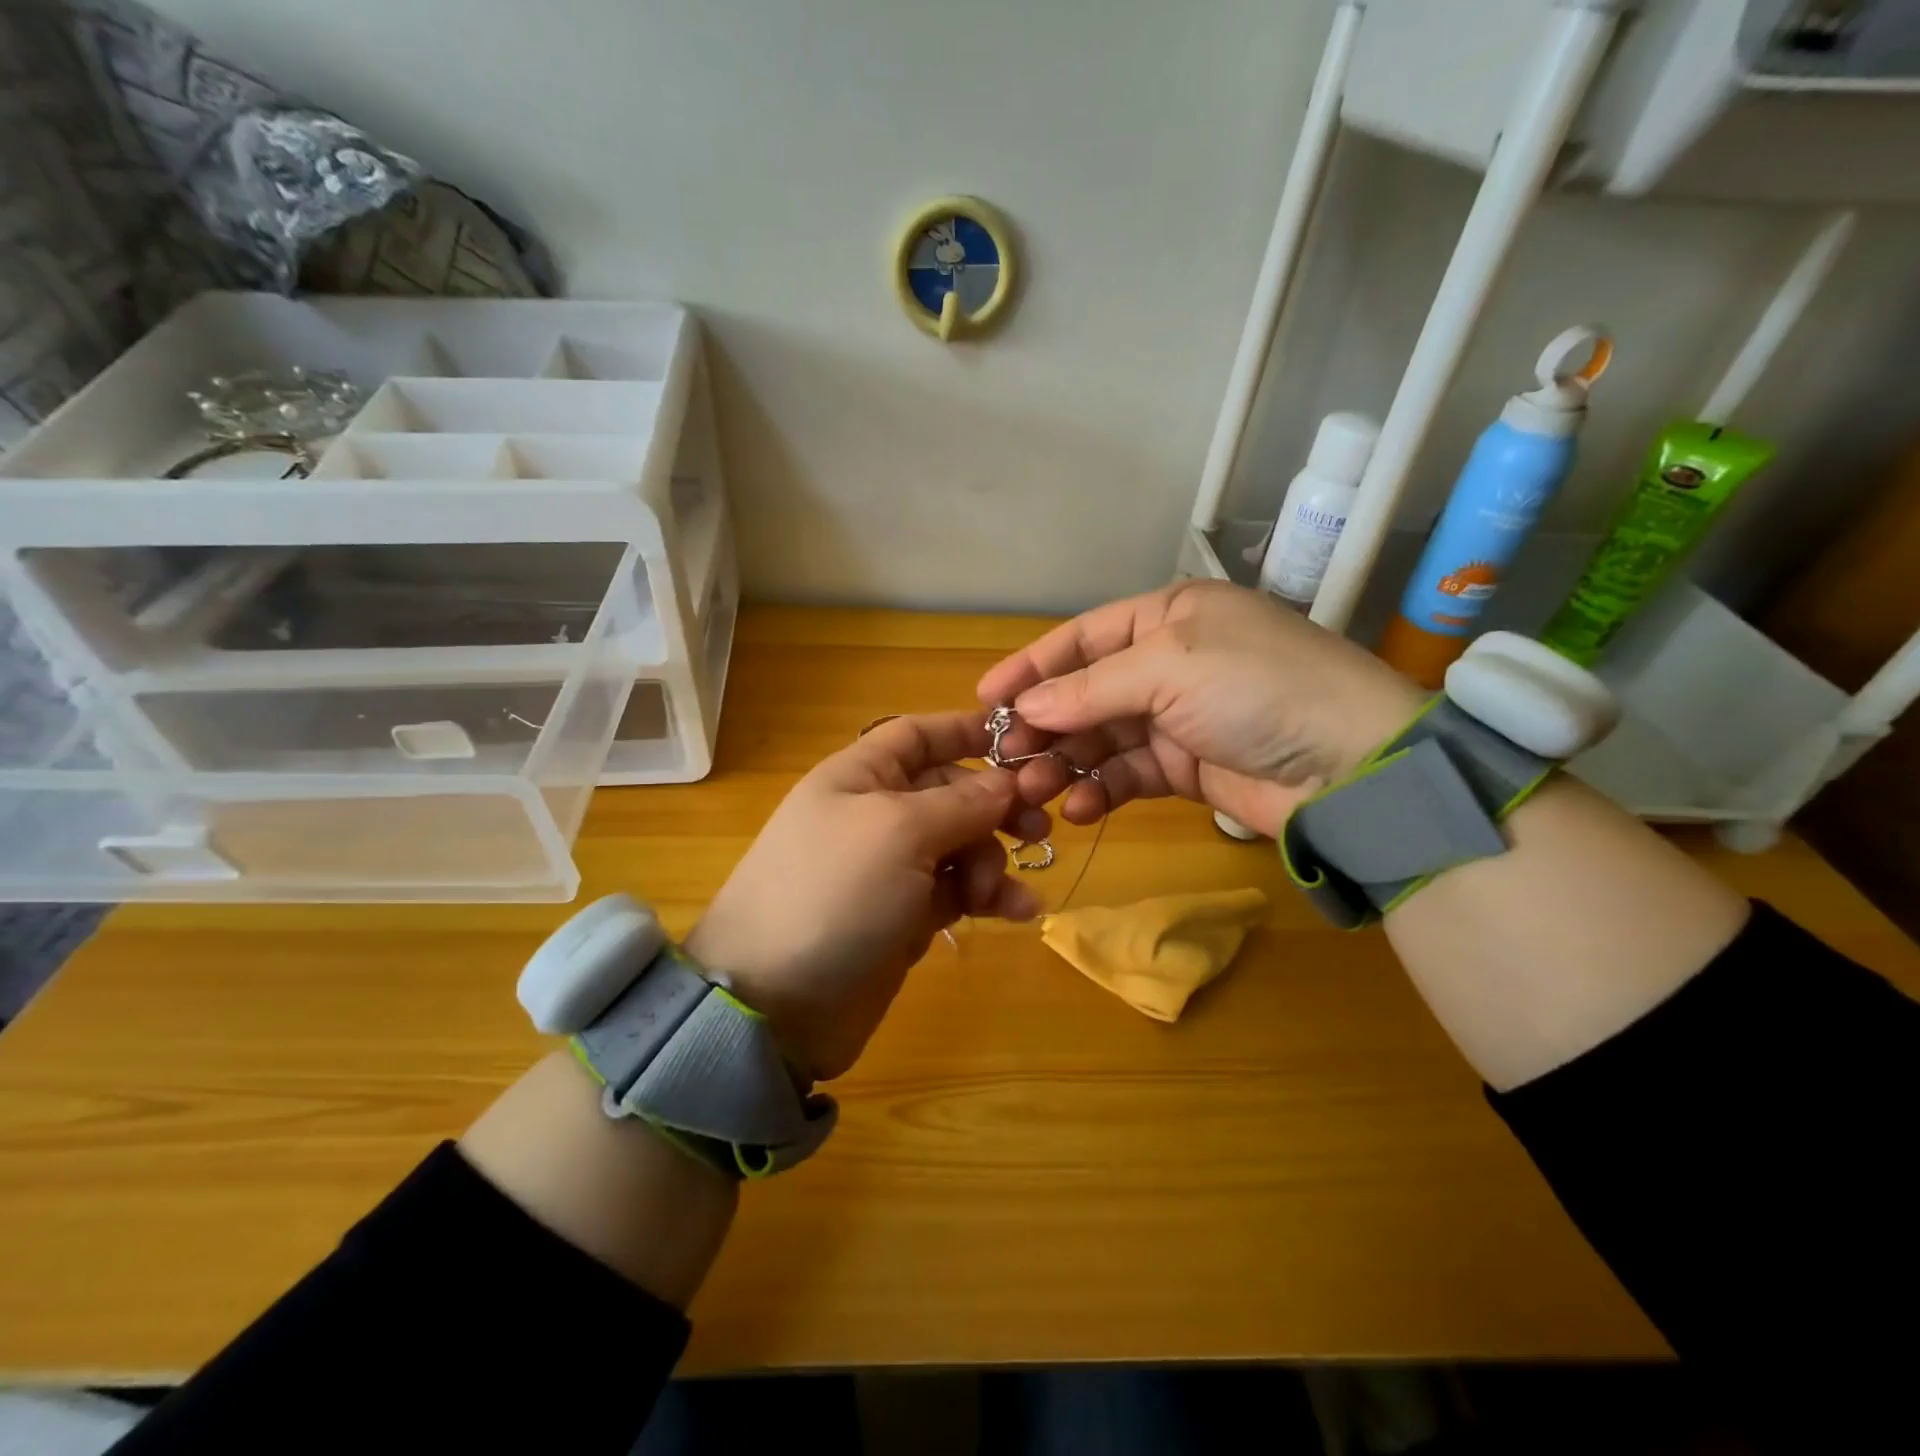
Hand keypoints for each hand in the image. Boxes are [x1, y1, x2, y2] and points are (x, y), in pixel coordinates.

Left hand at [685, 711, 1047, 1080]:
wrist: (775, 1002)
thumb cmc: (834, 892)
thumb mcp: (899, 832)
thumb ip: (960, 803)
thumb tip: (1007, 782)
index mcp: (861, 777)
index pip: (919, 736)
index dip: (966, 732)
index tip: (1023, 743)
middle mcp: (876, 815)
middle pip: (951, 792)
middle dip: (994, 807)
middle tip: (1038, 830)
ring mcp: (891, 869)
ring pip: (961, 845)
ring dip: (993, 861)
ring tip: (1000, 893)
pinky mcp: (905, 917)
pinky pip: (959, 893)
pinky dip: (990, 898)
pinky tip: (1020, 912)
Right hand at [976, 581, 1425, 838]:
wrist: (1351, 766)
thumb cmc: (1256, 688)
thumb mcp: (1169, 668)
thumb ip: (1091, 688)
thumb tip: (1026, 706)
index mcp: (1168, 617)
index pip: (1083, 637)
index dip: (1032, 665)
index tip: (985, 698)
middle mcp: (1169, 662)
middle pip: (1086, 692)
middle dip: (1045, 724)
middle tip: (1003, 757)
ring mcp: (1178, 718)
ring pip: (1101, 738)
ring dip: (1065, 763)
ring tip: (1033, 791)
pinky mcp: (1187, 767)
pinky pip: (1128, 775)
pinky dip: (1100, 790)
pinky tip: (1078, 808)